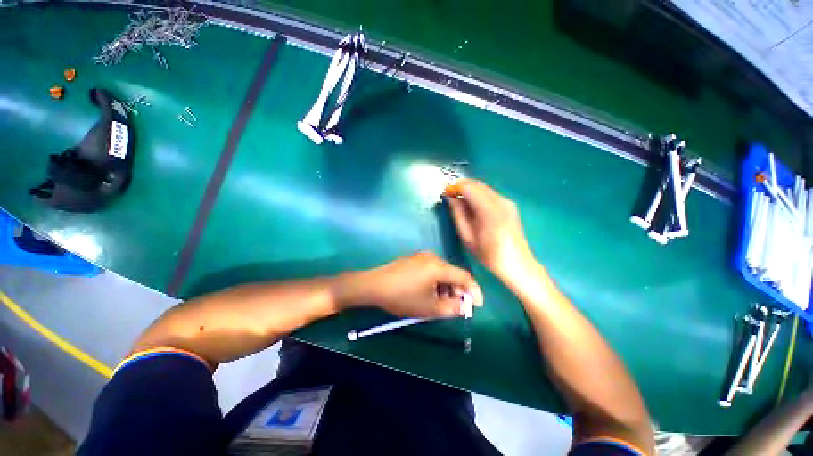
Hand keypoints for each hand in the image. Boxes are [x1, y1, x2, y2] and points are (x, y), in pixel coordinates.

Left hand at [341, 251, 482, 317]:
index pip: (464, 276)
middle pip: (453, 273)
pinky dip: (436, 282)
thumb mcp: (429, 308)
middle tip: (458, 307)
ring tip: (442, 303)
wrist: (374, 285)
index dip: (474, 291)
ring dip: (446, 287)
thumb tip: (463, 306)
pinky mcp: (413, 260)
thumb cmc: (402, 297)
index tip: (477, 305)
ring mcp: (421, 257)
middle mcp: (432, 257)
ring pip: (442, 272)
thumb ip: (451, 308)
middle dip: (458, 291)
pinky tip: (430, 293)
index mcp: (438, 266)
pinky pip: (432, 270)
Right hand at [445, 179, 534, 280]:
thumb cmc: (488, 255)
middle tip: (449, 195)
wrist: (516, 264)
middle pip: (477, 184)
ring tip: (458, 200)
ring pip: (483, 187)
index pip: (468, 188)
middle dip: (461, 186)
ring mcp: (507, 202)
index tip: (444, 193)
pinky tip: (472, 205)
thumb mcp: (467, 237)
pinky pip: (490, 193)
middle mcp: (501, 201)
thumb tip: (450, 197)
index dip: (454, 187)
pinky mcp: (510, 205)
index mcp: (489, 211)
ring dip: (469, 190)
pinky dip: (478, 194)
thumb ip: (458, 214)